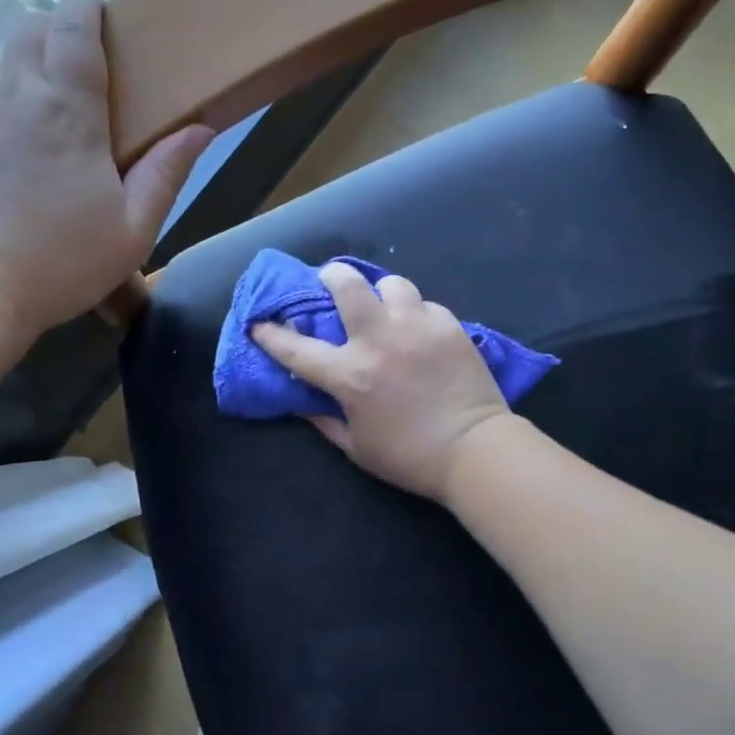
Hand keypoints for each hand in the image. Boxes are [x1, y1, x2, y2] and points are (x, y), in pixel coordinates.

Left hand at [0, 0, 212, 336]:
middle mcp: (6, 93)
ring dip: (13, 86)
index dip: (84, 8)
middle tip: (66, 78)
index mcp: (66, 110)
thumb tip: (200, 128)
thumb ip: (166, 174)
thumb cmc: (58, 264)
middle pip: (26, 31)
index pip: (73, 27)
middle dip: (49, 37)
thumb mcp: (132, 231)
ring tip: (24, 136)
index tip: (93, 11)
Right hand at [252, 263, 515, 500]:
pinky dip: (416, 314)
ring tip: (384, 306)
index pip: (297, 348)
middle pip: (347, 285)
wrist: (476, 451)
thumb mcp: (356, 448)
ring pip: (392, 284)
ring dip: (381, 293)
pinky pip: (426, 305)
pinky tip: (419, 331)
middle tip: (329, 282)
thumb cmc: (410, 457)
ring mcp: (417, 328)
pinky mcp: (449, 326)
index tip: (259, 323)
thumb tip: (301, 403)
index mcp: (350, 375)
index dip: (271, 334)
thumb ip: (324, 421)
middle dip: (330, 276)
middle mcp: (379, 340)